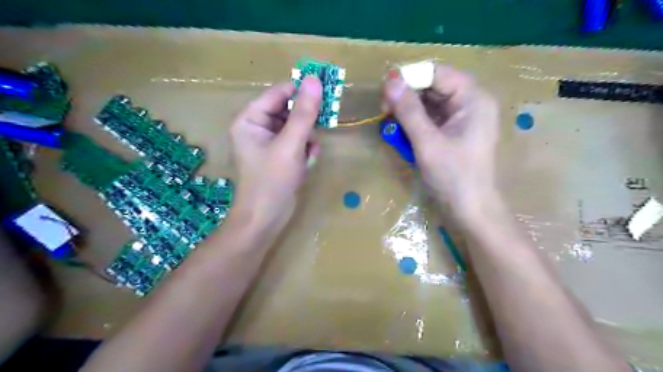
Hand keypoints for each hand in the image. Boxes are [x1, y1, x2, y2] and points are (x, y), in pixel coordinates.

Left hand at [230, 75, 321, 231]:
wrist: (266, 218)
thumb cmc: (272, 180)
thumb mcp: (291, 144)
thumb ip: (304, 112)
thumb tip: (314, 80)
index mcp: (250, 119)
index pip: (279, 93)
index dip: (302, 91)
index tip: (327, 91)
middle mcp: (258, 127)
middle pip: (289, 110)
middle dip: (306, 123)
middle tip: (321, 127)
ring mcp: (270, 142)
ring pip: (297, 127)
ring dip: (308, 139)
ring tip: (308, 154)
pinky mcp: (280, 155)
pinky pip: (298, 142)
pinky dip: (306, 150)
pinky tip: (306, 163)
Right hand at [381, 64, 499, 220]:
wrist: (470, 210)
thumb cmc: (453, 177)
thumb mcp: (427, 143)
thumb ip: (409, 110)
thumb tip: (389, 81)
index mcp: (472, 98)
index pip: (436, 72)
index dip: (408, 78)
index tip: (385, 94)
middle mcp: (470, 101)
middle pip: (432, 85)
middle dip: (406, 96)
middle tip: (384, 112)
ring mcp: (462, 117)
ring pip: (429, 102)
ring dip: (407, 110)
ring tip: (391, 125)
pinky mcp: (454, 130)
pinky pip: (430, 117)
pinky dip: (414, 122)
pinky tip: (401, 133)